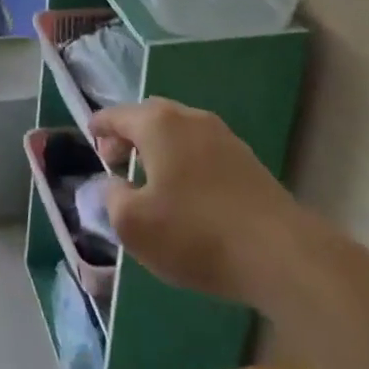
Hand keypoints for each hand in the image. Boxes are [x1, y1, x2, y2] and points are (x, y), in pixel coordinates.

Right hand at [91, 98, 302, 304]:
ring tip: (148, 180)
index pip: (118, 115)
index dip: (99, 125)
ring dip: (158, 149)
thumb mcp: (133, 225)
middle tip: (115, 160)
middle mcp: (190, 119)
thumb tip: (115, 186)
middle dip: (129, 135)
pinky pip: (202, 151)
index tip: (88, 134)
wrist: (280, 253)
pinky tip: (185, 194)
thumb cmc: (195, 233)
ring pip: (179, 133)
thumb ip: (112, 199)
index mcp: (158, 124)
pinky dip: (184, 162)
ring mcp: (224, 138)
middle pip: (150, 117)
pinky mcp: (247, 162)